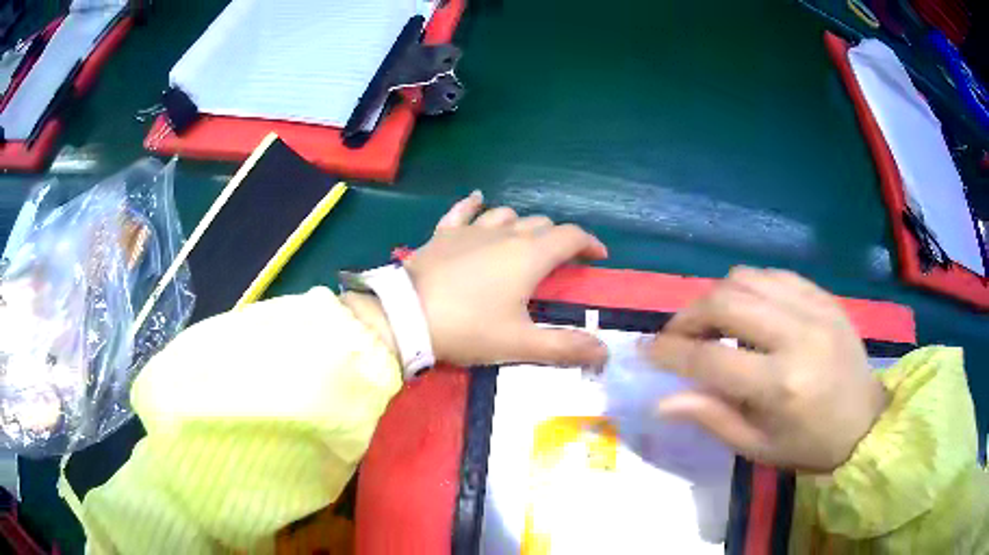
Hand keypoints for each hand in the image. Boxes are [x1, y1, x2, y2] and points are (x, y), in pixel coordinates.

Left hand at [398, 191, 608, 367]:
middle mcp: (505, 234)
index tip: (598, 257)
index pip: (571, 237)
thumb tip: (605, 352)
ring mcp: (471, 229)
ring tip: (525, 241)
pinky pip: (463, 210)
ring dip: (522, 225)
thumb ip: (565, 347)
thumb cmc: (469, 328)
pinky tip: (478, 200)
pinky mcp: (444, 233)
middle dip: (558, 239)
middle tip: (561, 262)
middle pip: (542, 225)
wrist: (406, 317)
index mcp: (529, 256)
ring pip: (507, 215)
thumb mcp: (520, 343)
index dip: (589, 243)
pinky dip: (475, 205)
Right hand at [648, 267, 887, 471]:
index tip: (646, 351)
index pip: (709, 359)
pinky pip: (774, 275)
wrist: (866, 422)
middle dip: (688, 316)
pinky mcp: (824, 297)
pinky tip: (747, 311)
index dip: (670, 353)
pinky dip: (749, 288)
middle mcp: (797, 336)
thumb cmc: (809, 445)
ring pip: (746, 278)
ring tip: (711, 323)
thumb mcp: (757, 447)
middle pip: (725, 302)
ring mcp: (814, 309)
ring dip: (717, 297)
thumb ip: (711, 418)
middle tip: (676, 336)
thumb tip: (662, 401)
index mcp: (781, 385)